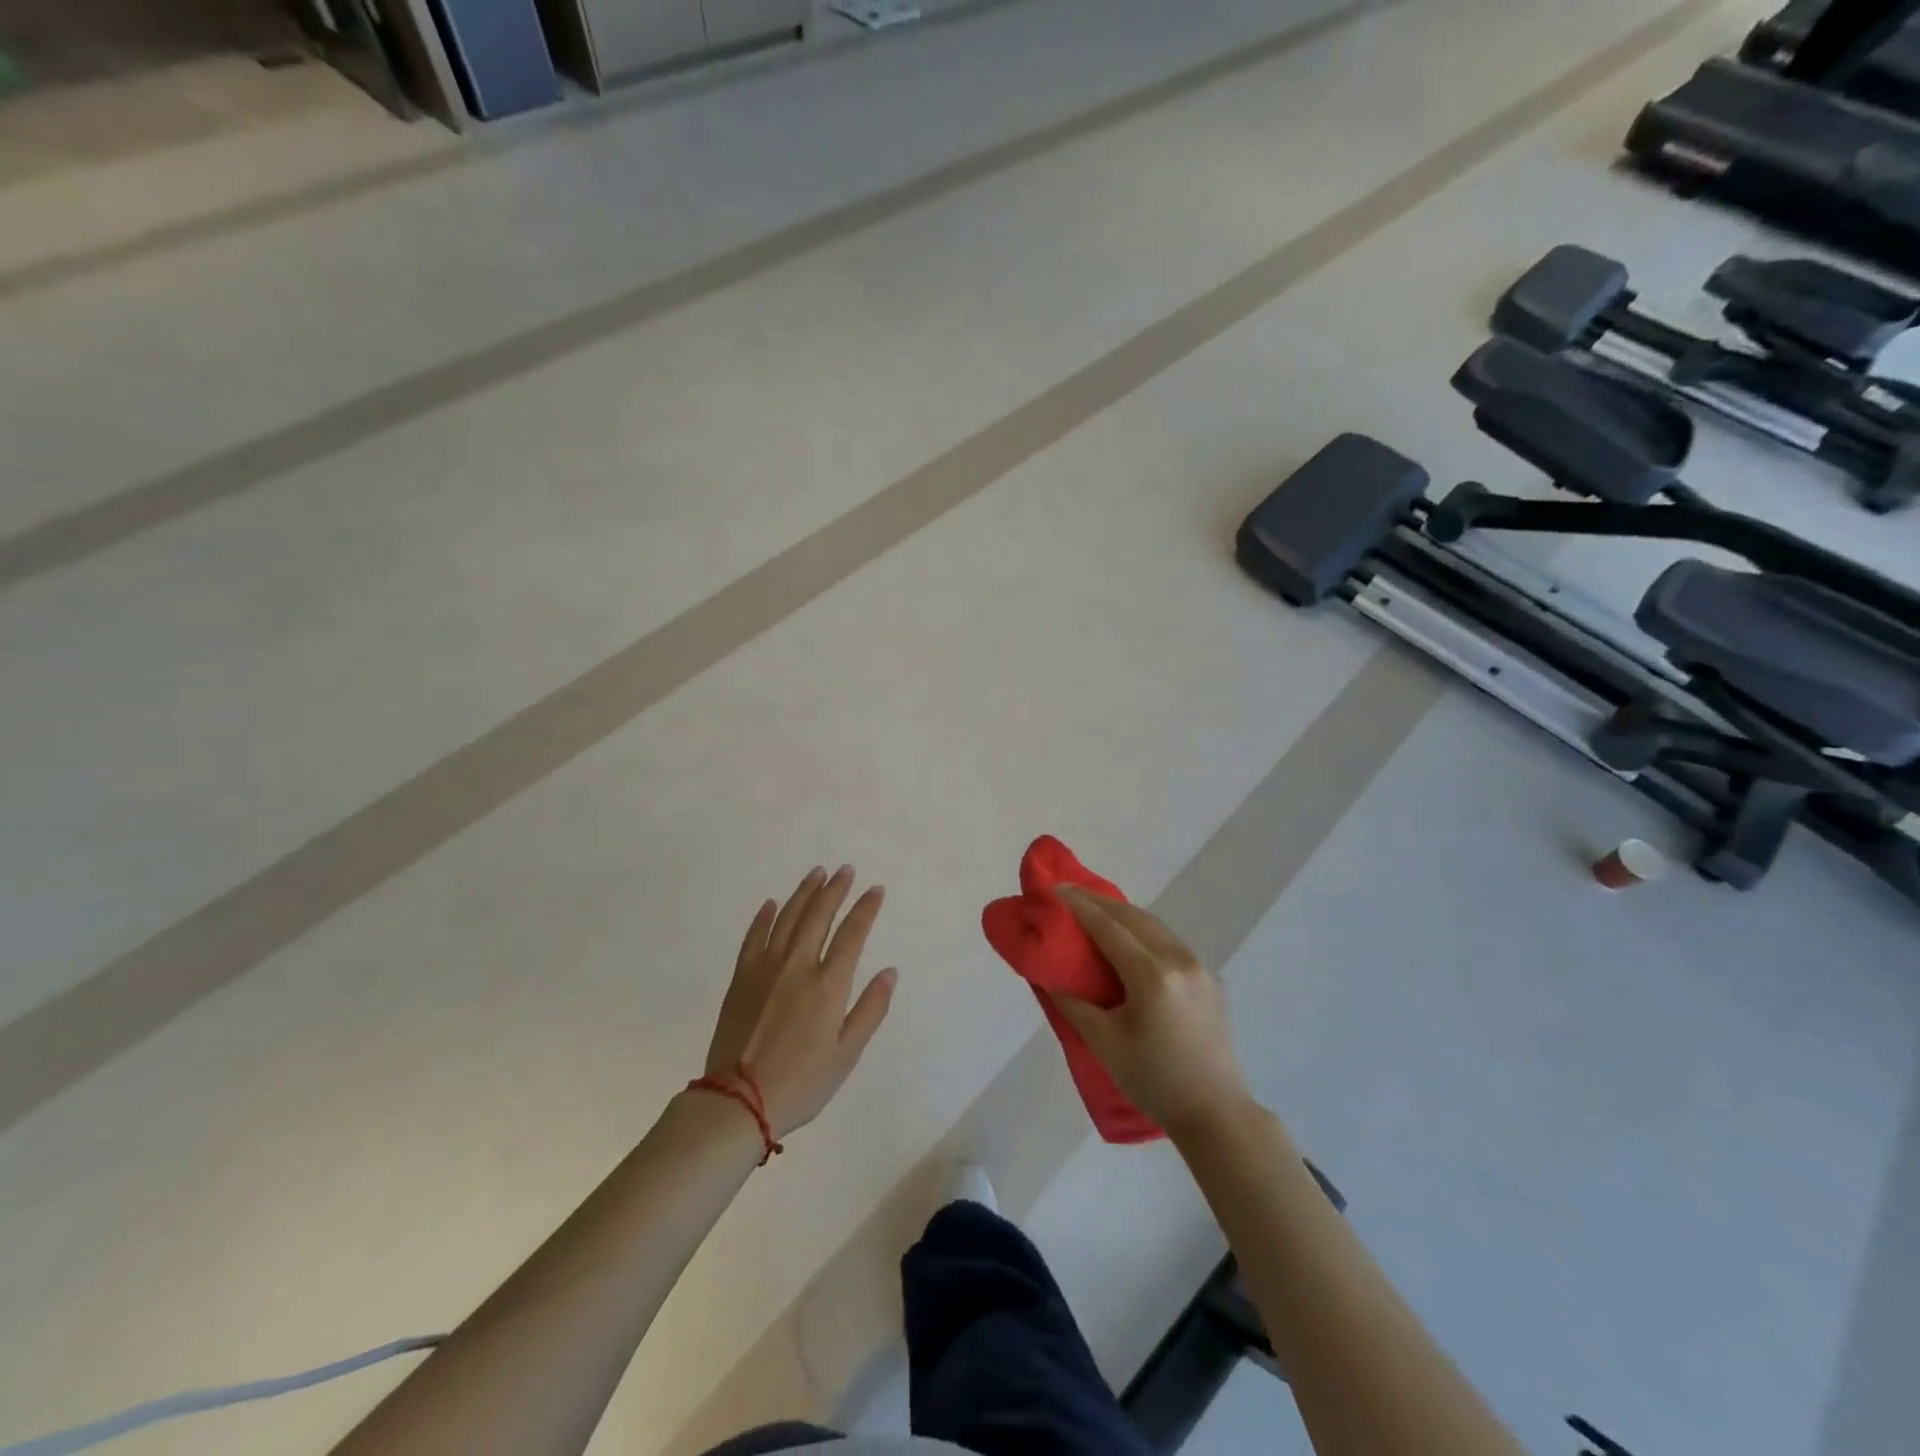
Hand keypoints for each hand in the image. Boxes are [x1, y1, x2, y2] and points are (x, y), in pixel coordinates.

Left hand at [704, 865, 897, 1138]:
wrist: (737, 1101)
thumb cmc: (801, 1083)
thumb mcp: (847, 1054)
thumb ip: (871, 1009)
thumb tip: (890, 971)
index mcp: (828, 985)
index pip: (852, 933)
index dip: (866, 908)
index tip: (875, 890)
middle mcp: (797, 965)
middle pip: (818, 915)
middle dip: (835, 889)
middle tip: (845, 869)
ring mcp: (765, 968)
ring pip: (787, 917)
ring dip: (804, 893)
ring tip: (816, 873)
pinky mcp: (741, 978)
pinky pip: (754, 937)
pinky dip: (764, 917)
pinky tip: (771, 904)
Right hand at [1049, 887, 1251, 1137]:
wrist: (1217, 1113)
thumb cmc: (1154, 1081)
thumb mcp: (1104, 1044)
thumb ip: (1073, 1004)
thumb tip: (1049, 975)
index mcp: (1151, 976)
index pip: (1108, 927)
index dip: (1079, 906)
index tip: (1054, 889)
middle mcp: (1178, 960)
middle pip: (1133, 917)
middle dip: (1098, 902)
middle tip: (1068, 895)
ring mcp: (1199, 967)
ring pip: (1154, 925)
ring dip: (1122, 913)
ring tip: (1094, 910)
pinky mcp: (1209, 979)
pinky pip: (1169, 941)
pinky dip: (1143, 930)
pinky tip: (1129, 938)